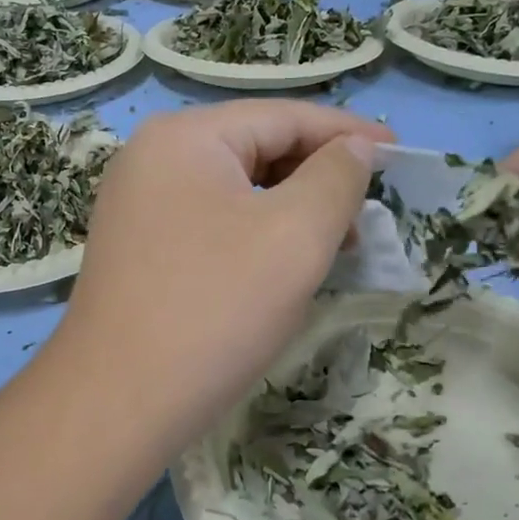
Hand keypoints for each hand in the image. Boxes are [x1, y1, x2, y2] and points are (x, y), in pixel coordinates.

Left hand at [55, 100, 390, 448]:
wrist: (118, 402)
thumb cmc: (215, 308)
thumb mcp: (295, 235)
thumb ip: (336, 177)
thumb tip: (354, 149)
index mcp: (184, 137)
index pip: (282, 117)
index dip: (347, 133)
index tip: (400, 155)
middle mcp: (151, 158)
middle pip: (255, 149)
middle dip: (318, 177)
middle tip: (369, 213)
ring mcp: (138, 206)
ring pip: (235, 191)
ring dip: (290, 210)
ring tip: (337, 245)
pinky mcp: (138, 249)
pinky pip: (211, 224)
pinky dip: (255, 235)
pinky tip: (283, 266)